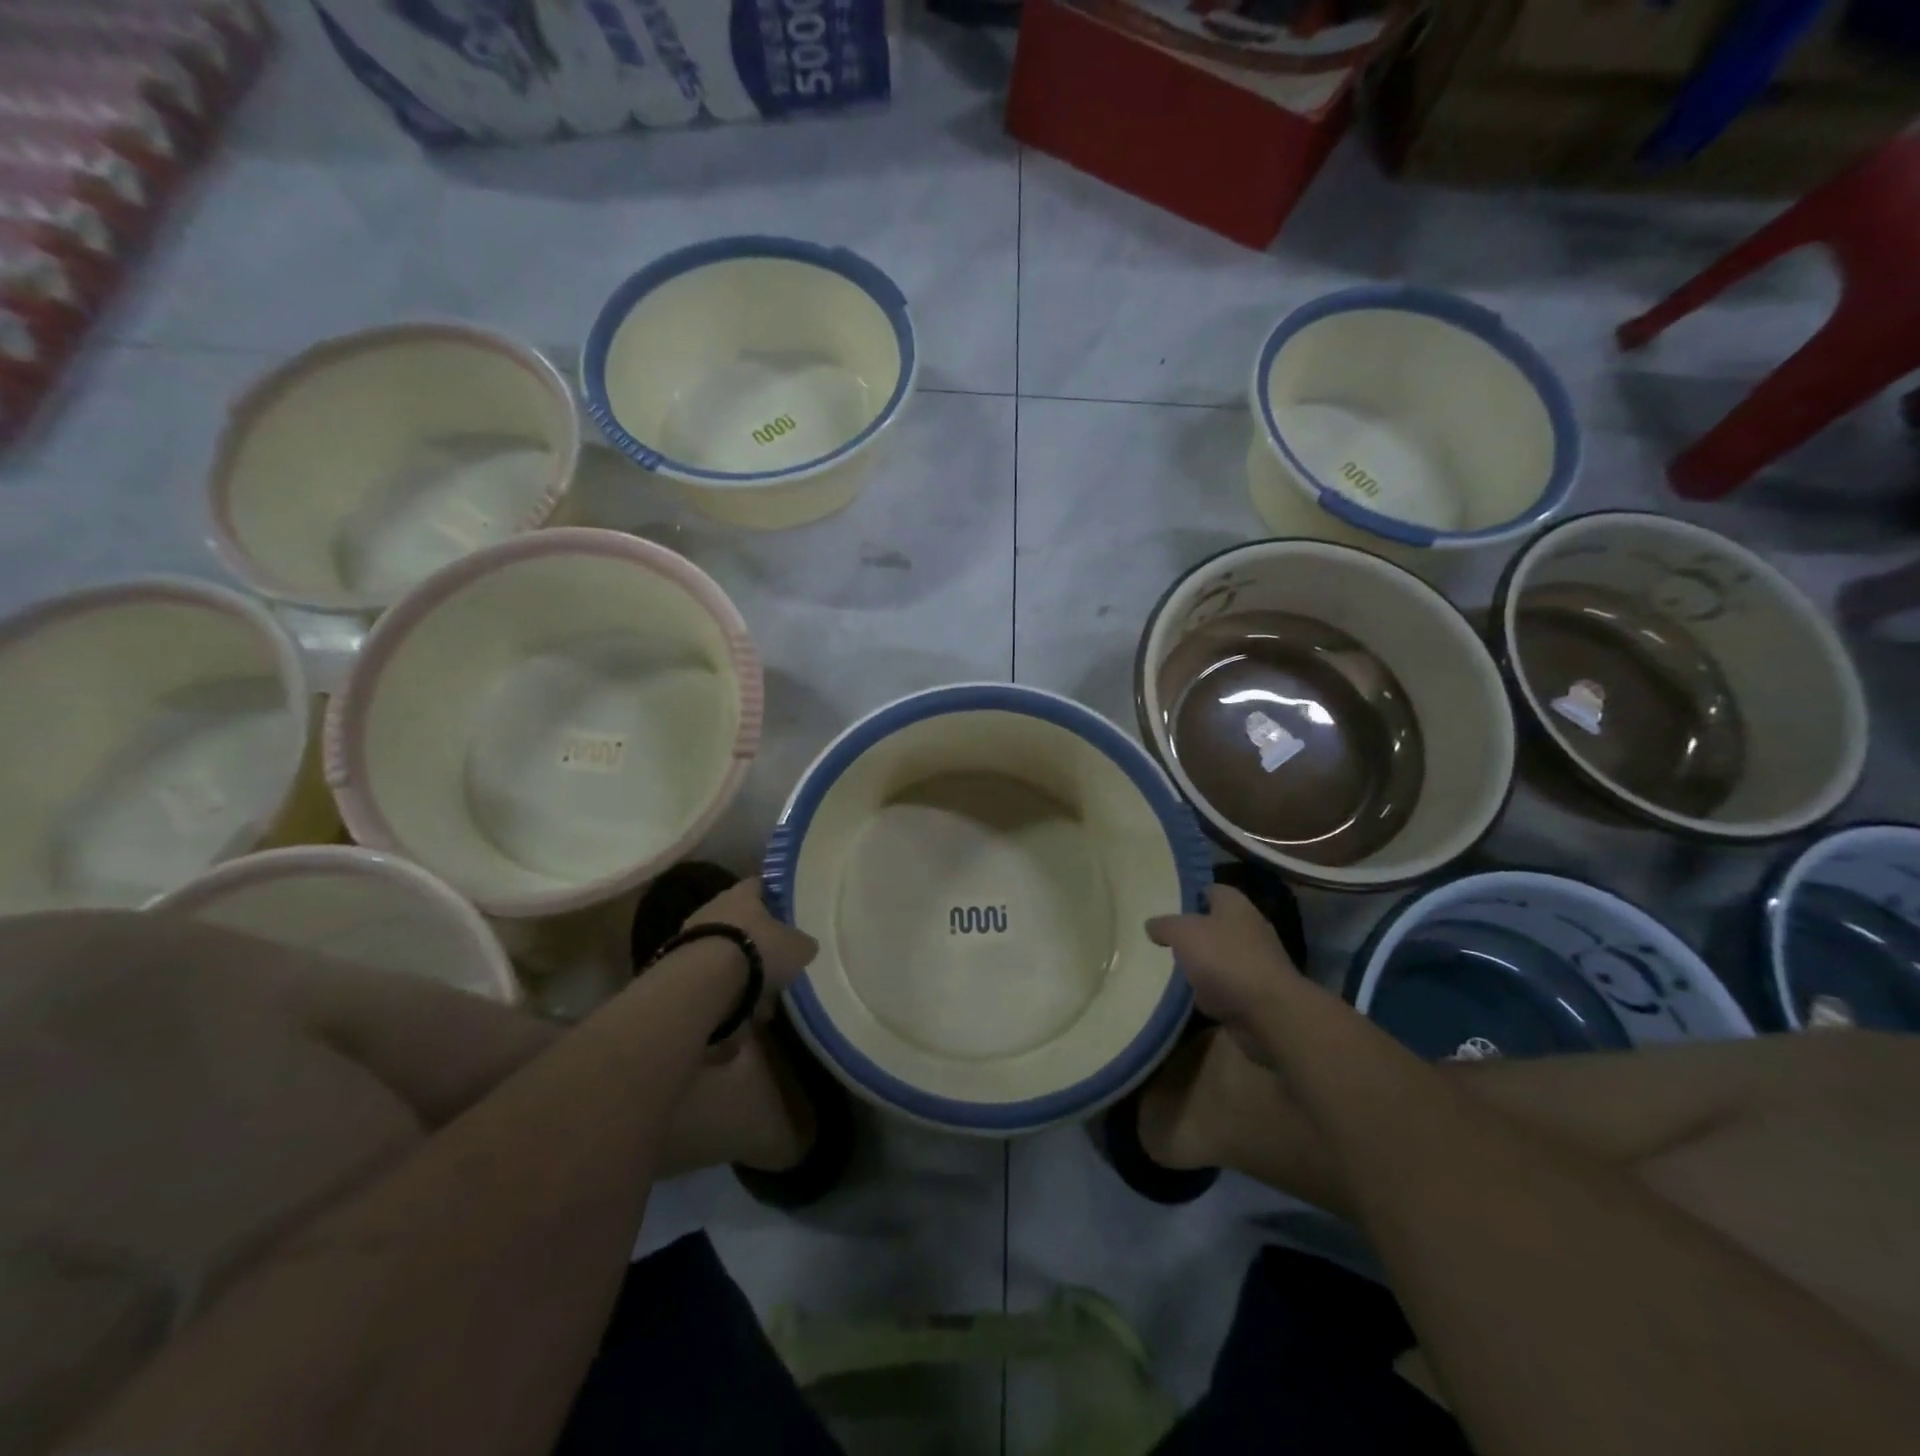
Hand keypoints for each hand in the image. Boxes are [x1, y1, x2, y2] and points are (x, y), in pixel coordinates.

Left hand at [686, 876, 818, 1011]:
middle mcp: (714, 908)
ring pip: (724, 953)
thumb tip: (803, 946)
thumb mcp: (798, 947)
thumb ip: (801, 944)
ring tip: (759, 1002)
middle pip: (740, 922)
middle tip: (776, 965)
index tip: (786, 913)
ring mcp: (691, 937)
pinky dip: (723, 996)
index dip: (775, 898)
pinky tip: (738, 1016)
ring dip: (740, 974)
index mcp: (743, 893)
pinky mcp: (676, 968)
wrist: (701, 984)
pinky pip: (708, 980)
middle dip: (757, 944)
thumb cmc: (757, 951)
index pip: (761, 886)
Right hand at [1147, 884, 1301, 1067]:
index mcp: (1235, 905)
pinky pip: (1225, 986)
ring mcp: (1256, 962)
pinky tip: (1190, 997)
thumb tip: (1151, 925)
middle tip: (1163, 940)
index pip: (1210, 890)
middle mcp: (1250, 928)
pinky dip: (1210, 991)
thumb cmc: (1225, 960)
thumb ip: (1165, 925)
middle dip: (1192, 933)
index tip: (1166, 907)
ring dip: (1201, 965)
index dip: (1189, 896)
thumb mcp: (1183, 933)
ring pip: (1219, 957)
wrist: (1269, 1013)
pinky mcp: (1256, 993)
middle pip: (1215, 925)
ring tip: (1170, 970)